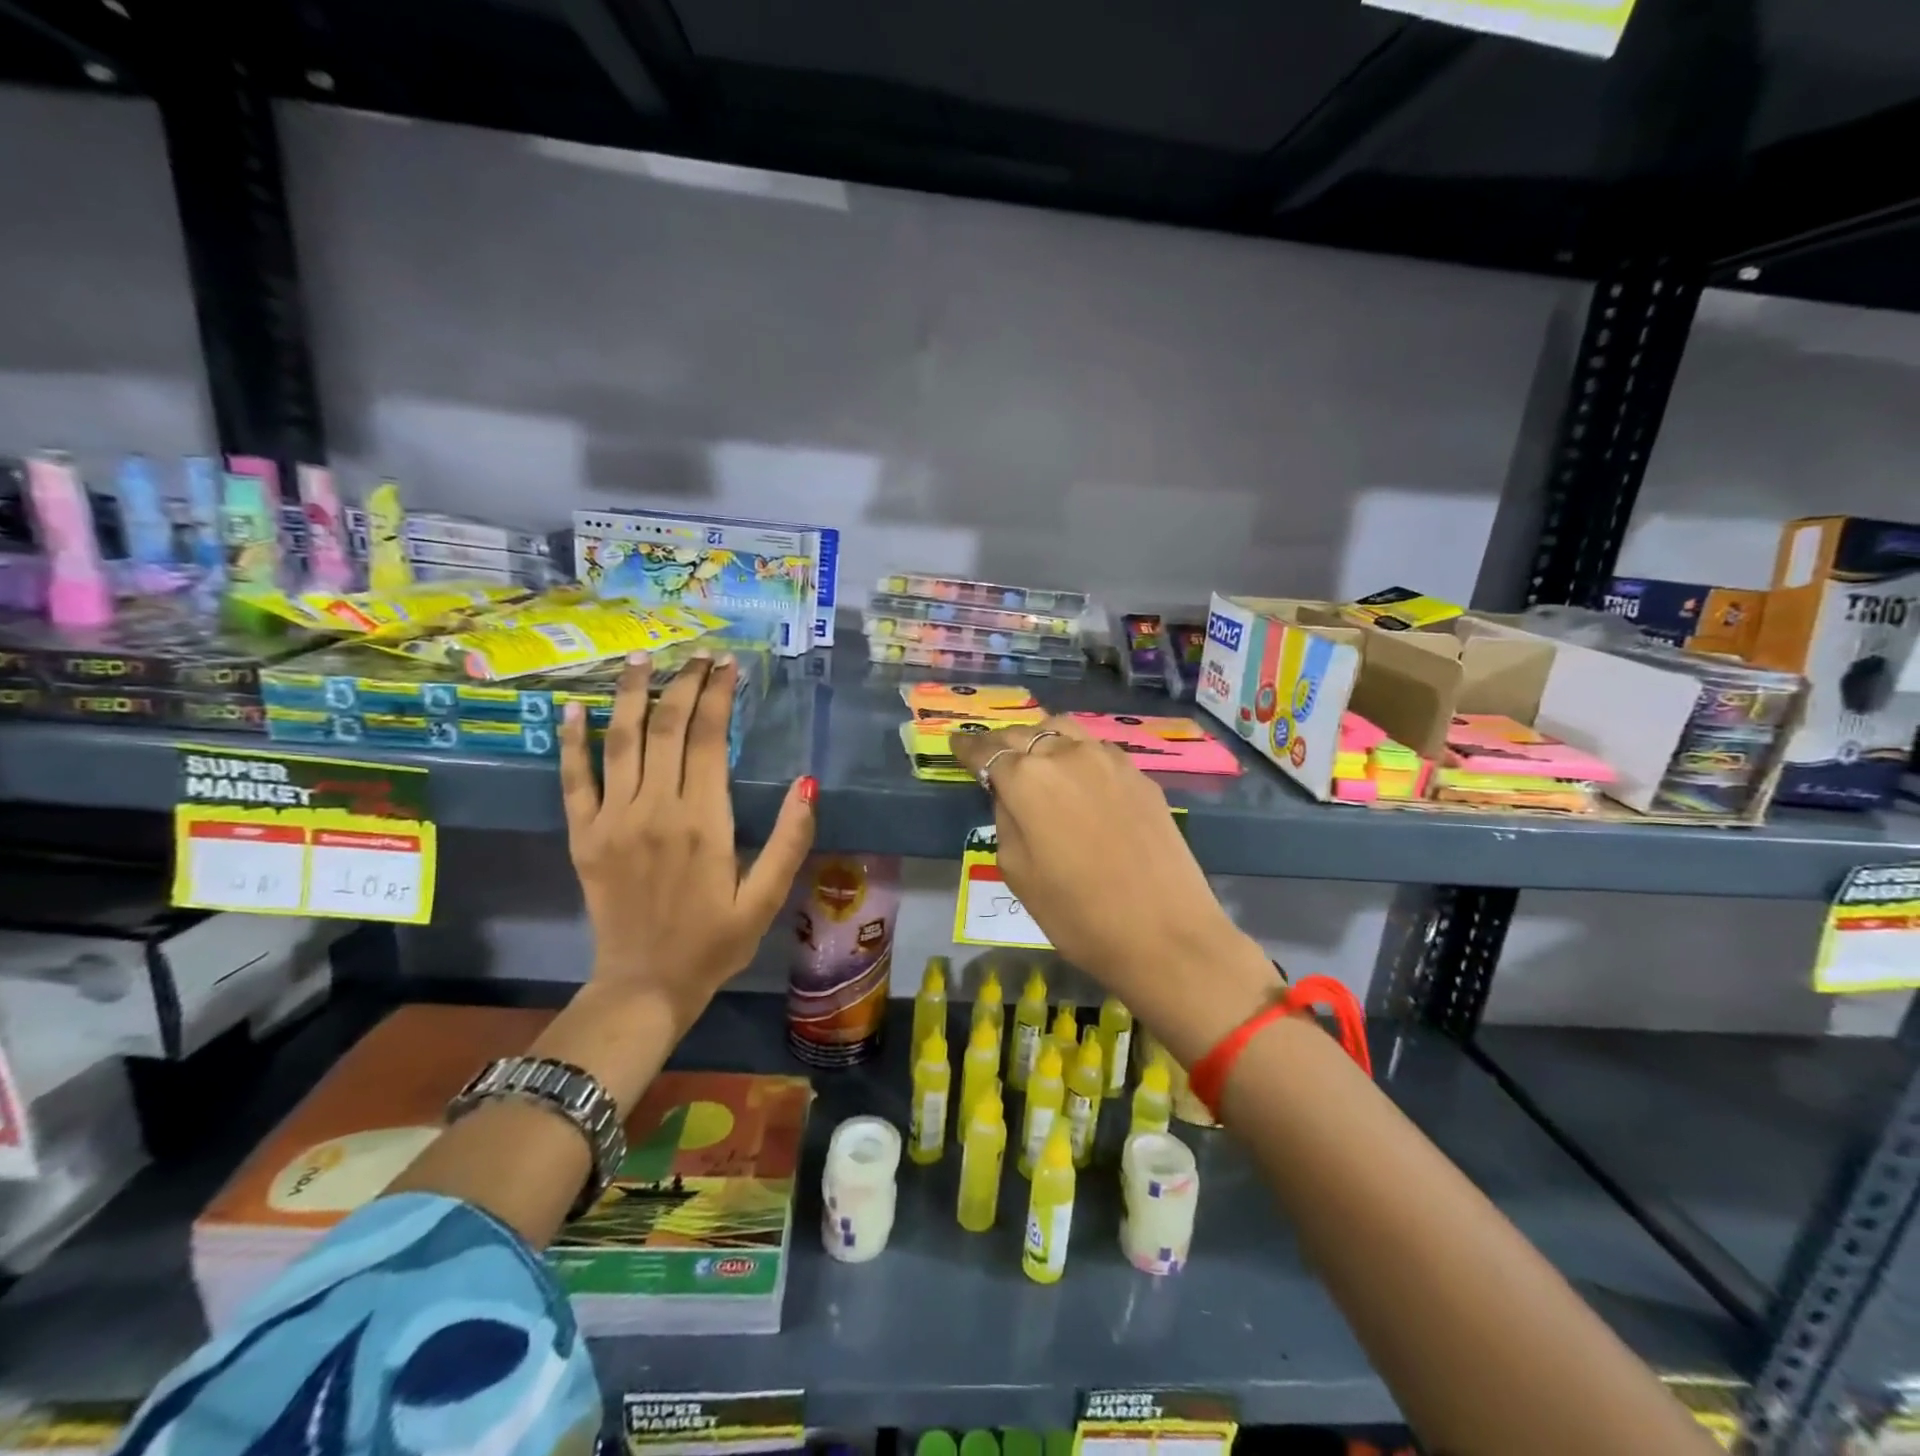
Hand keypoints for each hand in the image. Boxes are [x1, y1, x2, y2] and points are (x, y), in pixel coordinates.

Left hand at [559, 651, 815, 1033]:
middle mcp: (654, 809)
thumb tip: (807, 783)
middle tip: (697, 655)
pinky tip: (574, 709)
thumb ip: (789, 840)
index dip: (718, 695)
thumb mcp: (766, 899)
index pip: (709, 739)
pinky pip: (574, 779)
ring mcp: (612, 820)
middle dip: (683, 684)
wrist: (644, 986)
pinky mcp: (584, 836)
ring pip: (621, 741)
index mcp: (703, 822)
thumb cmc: (714, 943)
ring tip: (641, 659)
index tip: (727, 665)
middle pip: (667, 728)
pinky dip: (572, 741)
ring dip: (631, 695)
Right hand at [950, 716, 1280, 1064]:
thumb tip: (1010, 795)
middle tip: (990, 754)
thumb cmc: (1078, 915)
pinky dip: (1077, 753)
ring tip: (1034, 758)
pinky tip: (1078, 775)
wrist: (1165, 934)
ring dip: (1041, 738)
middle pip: (1025, 733)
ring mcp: (1109, 761)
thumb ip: (1006, 820)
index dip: (968, 748)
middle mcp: (1067, 755)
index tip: (956, 744)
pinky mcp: (1140, 776)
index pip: (987, 750)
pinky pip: (1097, 750)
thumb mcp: (1018, 873)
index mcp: (1027, 779)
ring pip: (1064, 730)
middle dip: (1002, 742)